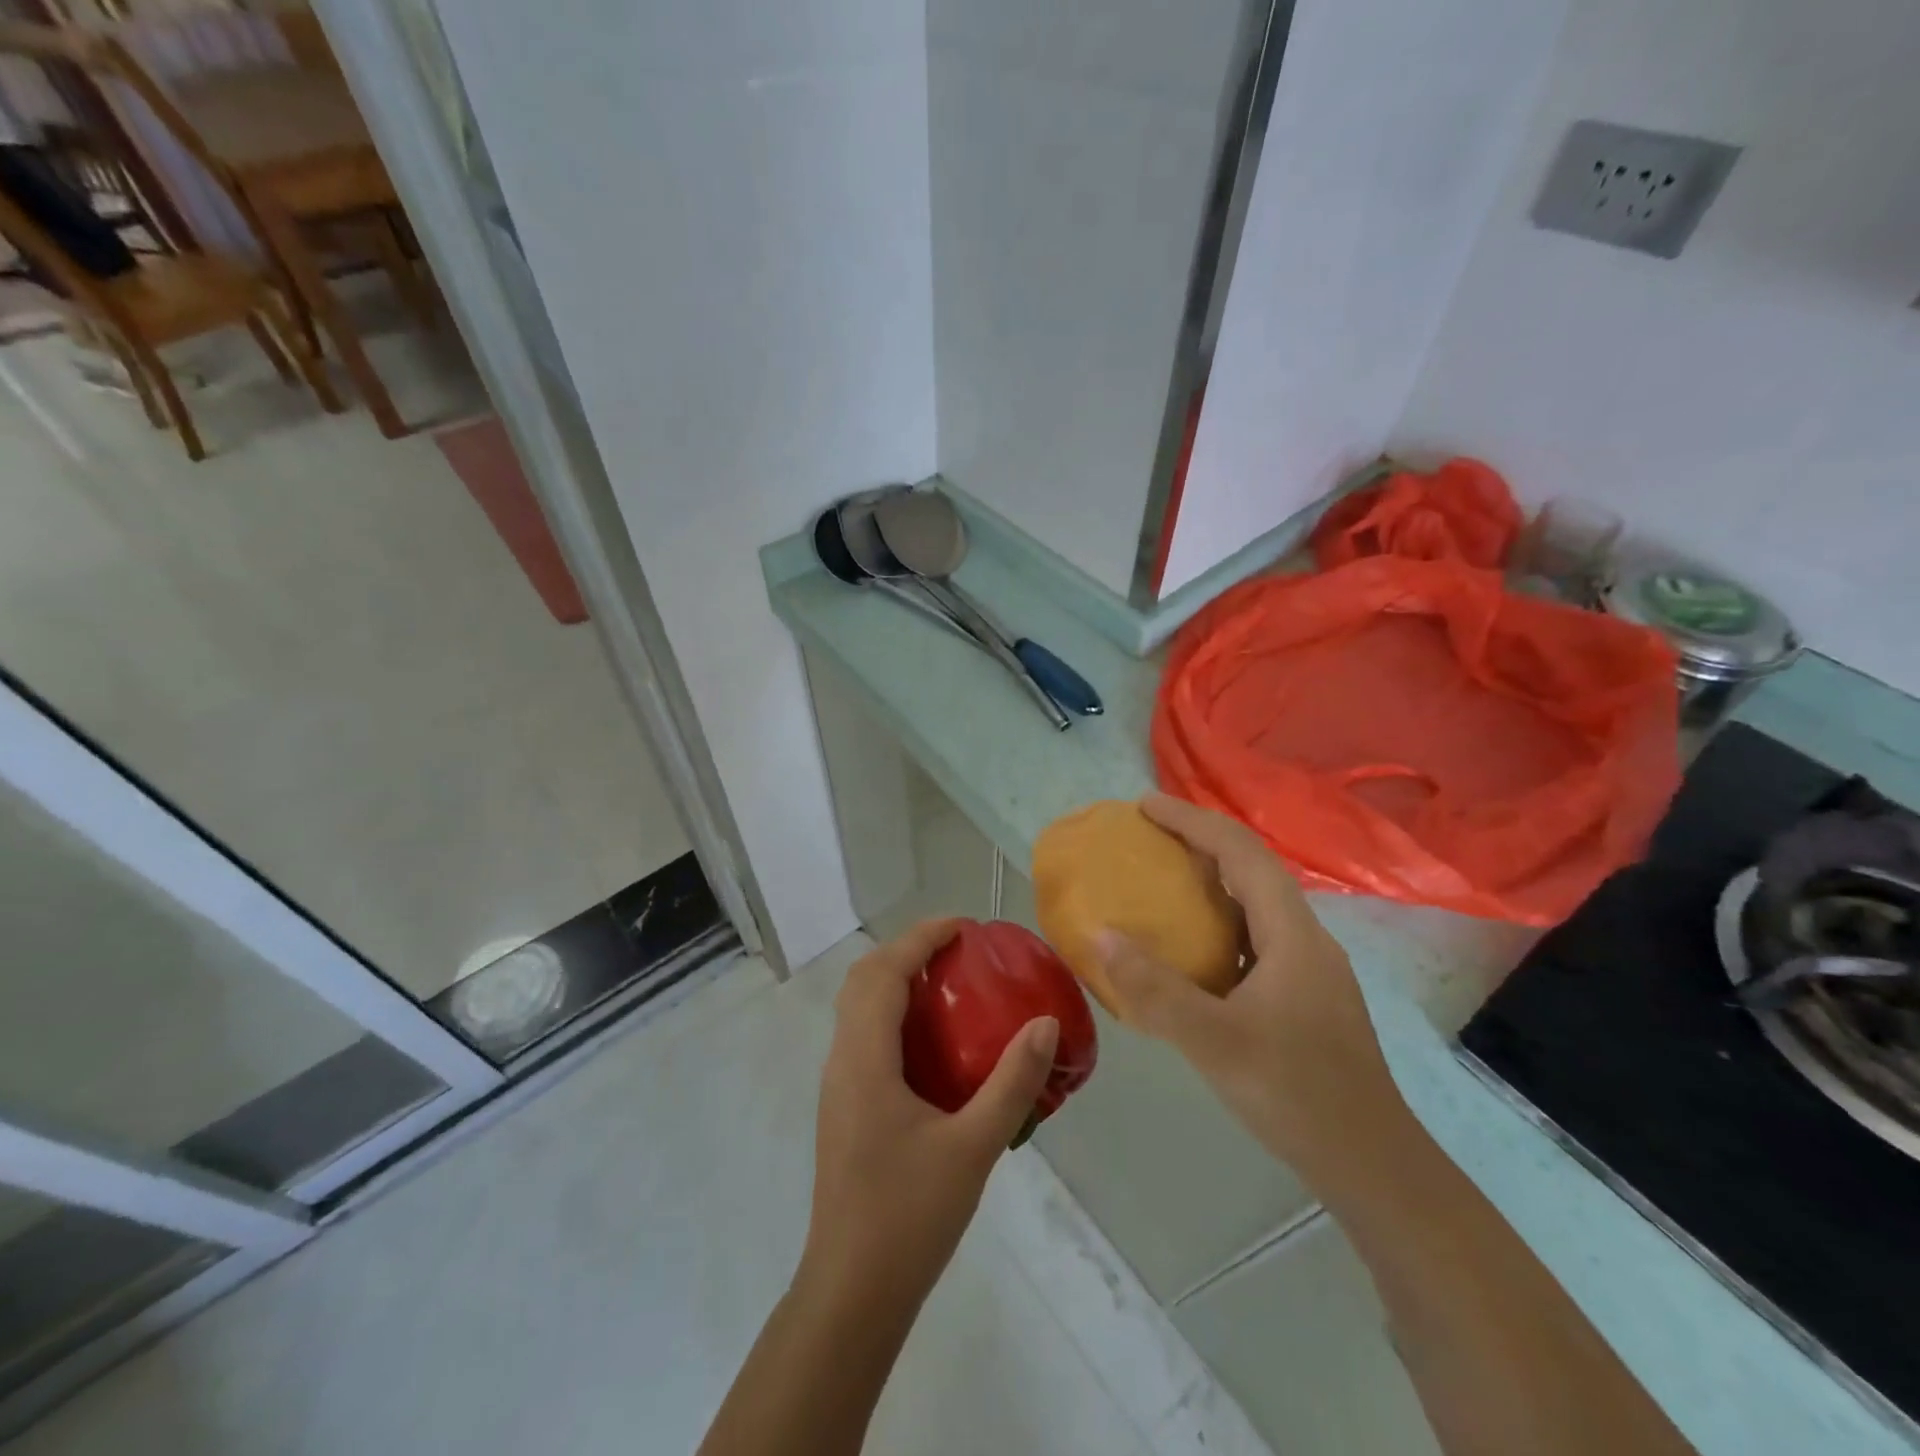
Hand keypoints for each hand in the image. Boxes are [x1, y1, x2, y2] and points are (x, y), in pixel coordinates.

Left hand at [799, 919, 1059, 1308]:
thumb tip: (1045, 1024)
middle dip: (907, 951)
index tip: (963, 927)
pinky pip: (864, 1035)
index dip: (921, 938)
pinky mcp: (844, 1107)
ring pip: (858, 1007)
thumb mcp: (973, 1147)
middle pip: (863, 979)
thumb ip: (1011, 1083)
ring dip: (896, 980)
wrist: (851, 1293)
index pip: (885, 972)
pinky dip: (893, 1013)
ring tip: (949, 985)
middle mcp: (842, 1060)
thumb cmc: (909, 1216)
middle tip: (958, 951)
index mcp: (864, 1058)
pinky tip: (933, 1044)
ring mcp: (838, 1085)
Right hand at [1099, 794, 1409, 1189]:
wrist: (1372, 1164)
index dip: (1192, 820)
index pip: (1240, 852)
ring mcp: (1308, 968)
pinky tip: (1191, 948)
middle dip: (1199, 840)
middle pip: (1251, 868)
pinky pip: (1254, 935)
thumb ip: (1154, 989)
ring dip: (1209, 879)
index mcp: (1291, 933)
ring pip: (1254, 903)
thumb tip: (1100, 934)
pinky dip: (1218, 921)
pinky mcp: (1303, 994)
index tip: (1144, 806)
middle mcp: (1305, 938)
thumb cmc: (1296, 1094)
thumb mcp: (1214, 1042)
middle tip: (1147, 835)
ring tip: (1162, 878)